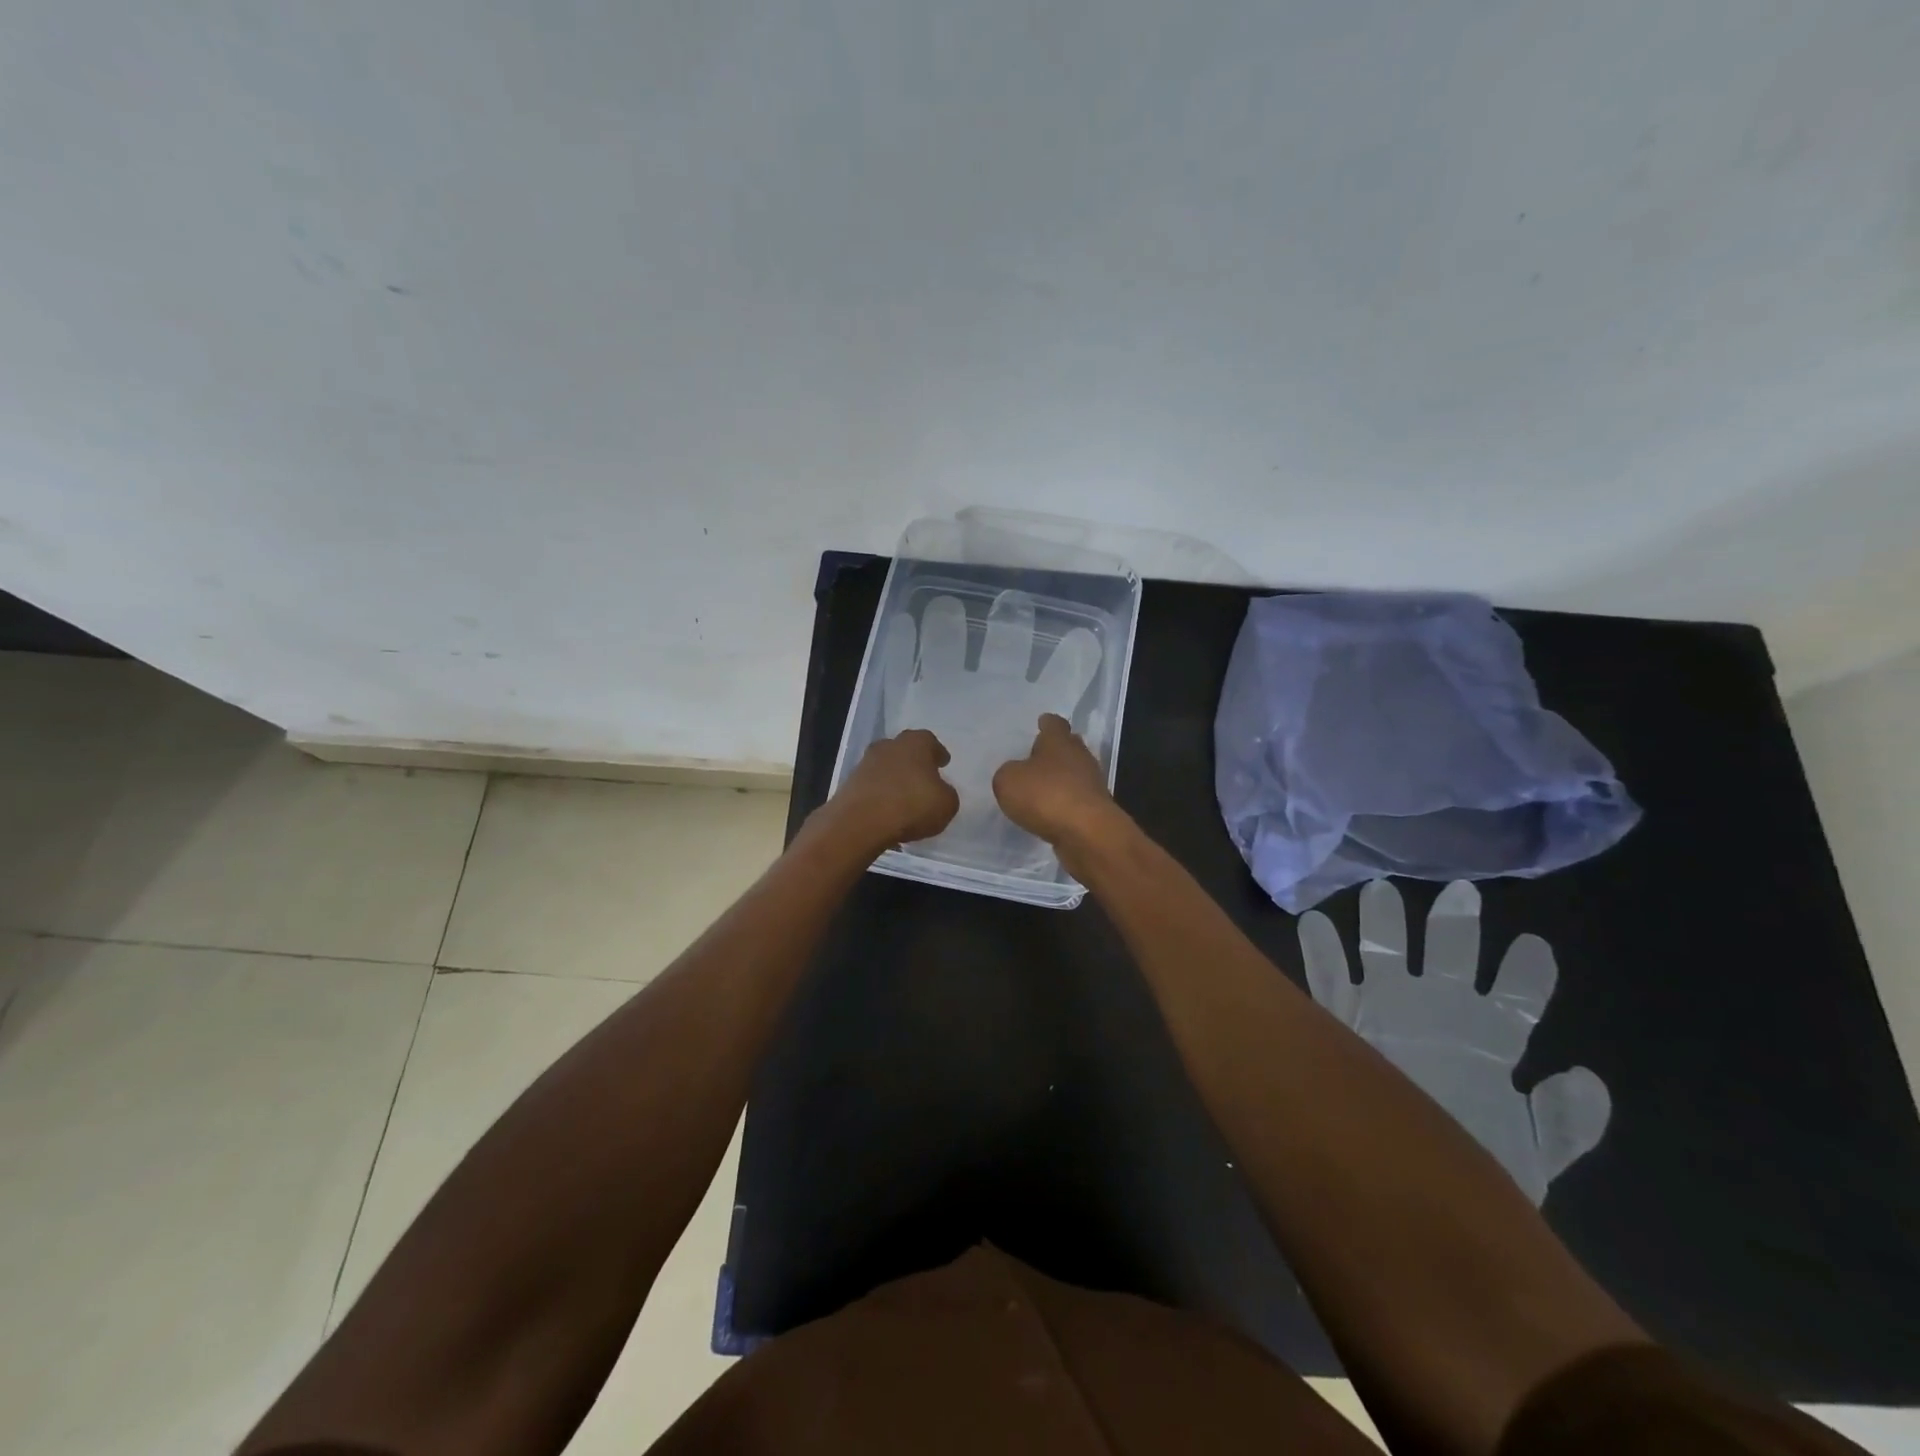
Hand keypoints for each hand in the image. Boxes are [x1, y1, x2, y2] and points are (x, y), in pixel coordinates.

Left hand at [824, 729, 959, 852]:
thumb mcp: (946, 804)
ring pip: (886, 767)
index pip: (929, 741)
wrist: (860, 823)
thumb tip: (939, 792)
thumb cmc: (911, 806)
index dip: (937, 753)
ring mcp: (865, 764)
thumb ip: (946, 794)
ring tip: (905, 798)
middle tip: (924, 778)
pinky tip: (887, 810)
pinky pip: (872, 786)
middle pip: (904, 750)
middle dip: (914, 763)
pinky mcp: (849, 784)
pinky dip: (880, 795)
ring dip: (895, 779)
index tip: (943, 763)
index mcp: (915, 743)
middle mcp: (888, 746)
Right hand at [992, 714, 1121, 852]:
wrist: (1087, 833)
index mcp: (1059, 741)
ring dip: (1060, 779)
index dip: (1046, 723)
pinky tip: (1050, 812)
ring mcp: (1092, 784)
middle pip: (1069, 747)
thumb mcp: (1008, 781)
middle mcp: (1080, 757)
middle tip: (1036, 757)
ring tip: (1040, 788)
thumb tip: (1017, 773)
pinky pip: (1076, 799)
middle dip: (1055, 751)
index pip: (1054, 724)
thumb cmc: (1045, 795)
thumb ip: (1008, 773)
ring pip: (1074, 774)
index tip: (1041, 722)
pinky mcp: (1096, 809)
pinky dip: (1064, 802)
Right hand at [1298, 879, 1610, 1204]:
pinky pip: (1326, 978)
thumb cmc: (1471, 1167)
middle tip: (1459, 892)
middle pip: (1450, 959)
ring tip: (1377, 891)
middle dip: (1455, 927)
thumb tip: (1582, 1073)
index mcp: (1488, 1041)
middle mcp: (1439, 1015)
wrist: (1401, 1194)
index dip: (1527, 972)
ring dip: (1382, 925)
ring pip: (1386, 955)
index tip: (1535, 945)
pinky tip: (1311, 925)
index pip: (1516, 999)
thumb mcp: (1530, 1156)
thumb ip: (1561, 1121)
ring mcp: (1388, 1012)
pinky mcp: (1344, 1020)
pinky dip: (1318, 951)